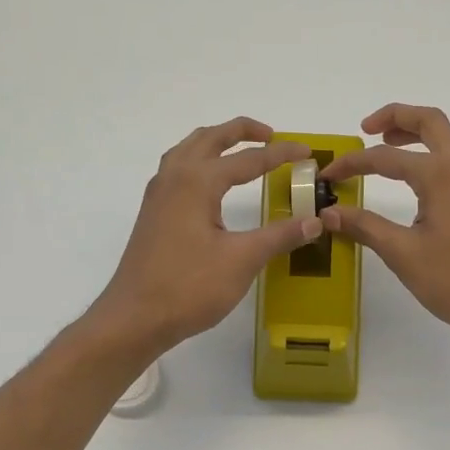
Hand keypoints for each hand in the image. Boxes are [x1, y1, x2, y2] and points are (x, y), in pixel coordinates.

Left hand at [87, 117, 322, 355]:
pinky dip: (199, 161)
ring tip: (241, 150)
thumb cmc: (189, 287)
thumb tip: (314, 221)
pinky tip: (210, 184)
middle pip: (210, 139)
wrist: (135, 317)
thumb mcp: (242, 260)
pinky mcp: (153, 214)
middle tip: (272, 136)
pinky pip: (177, 170)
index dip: (281, 154)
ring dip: (216, 143)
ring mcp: (158, 196)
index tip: (308, 152)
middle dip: (241, 131)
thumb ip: (279, 236)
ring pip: (188, 150)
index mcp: (197, 181)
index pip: (248, 159)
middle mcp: (174, 178)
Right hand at [321, 104, 449, 347]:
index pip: (386, 157)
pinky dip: (434, 157)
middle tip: (366, 129)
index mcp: (441, 174)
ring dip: (418, 135)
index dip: (353, 164)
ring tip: (389, 148)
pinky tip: (420, 184)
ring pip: (449, 140)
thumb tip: (329, 213)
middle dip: (397, 117)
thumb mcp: (403, 254)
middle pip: (430, 122)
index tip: (328, 176)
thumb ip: (365, 227)